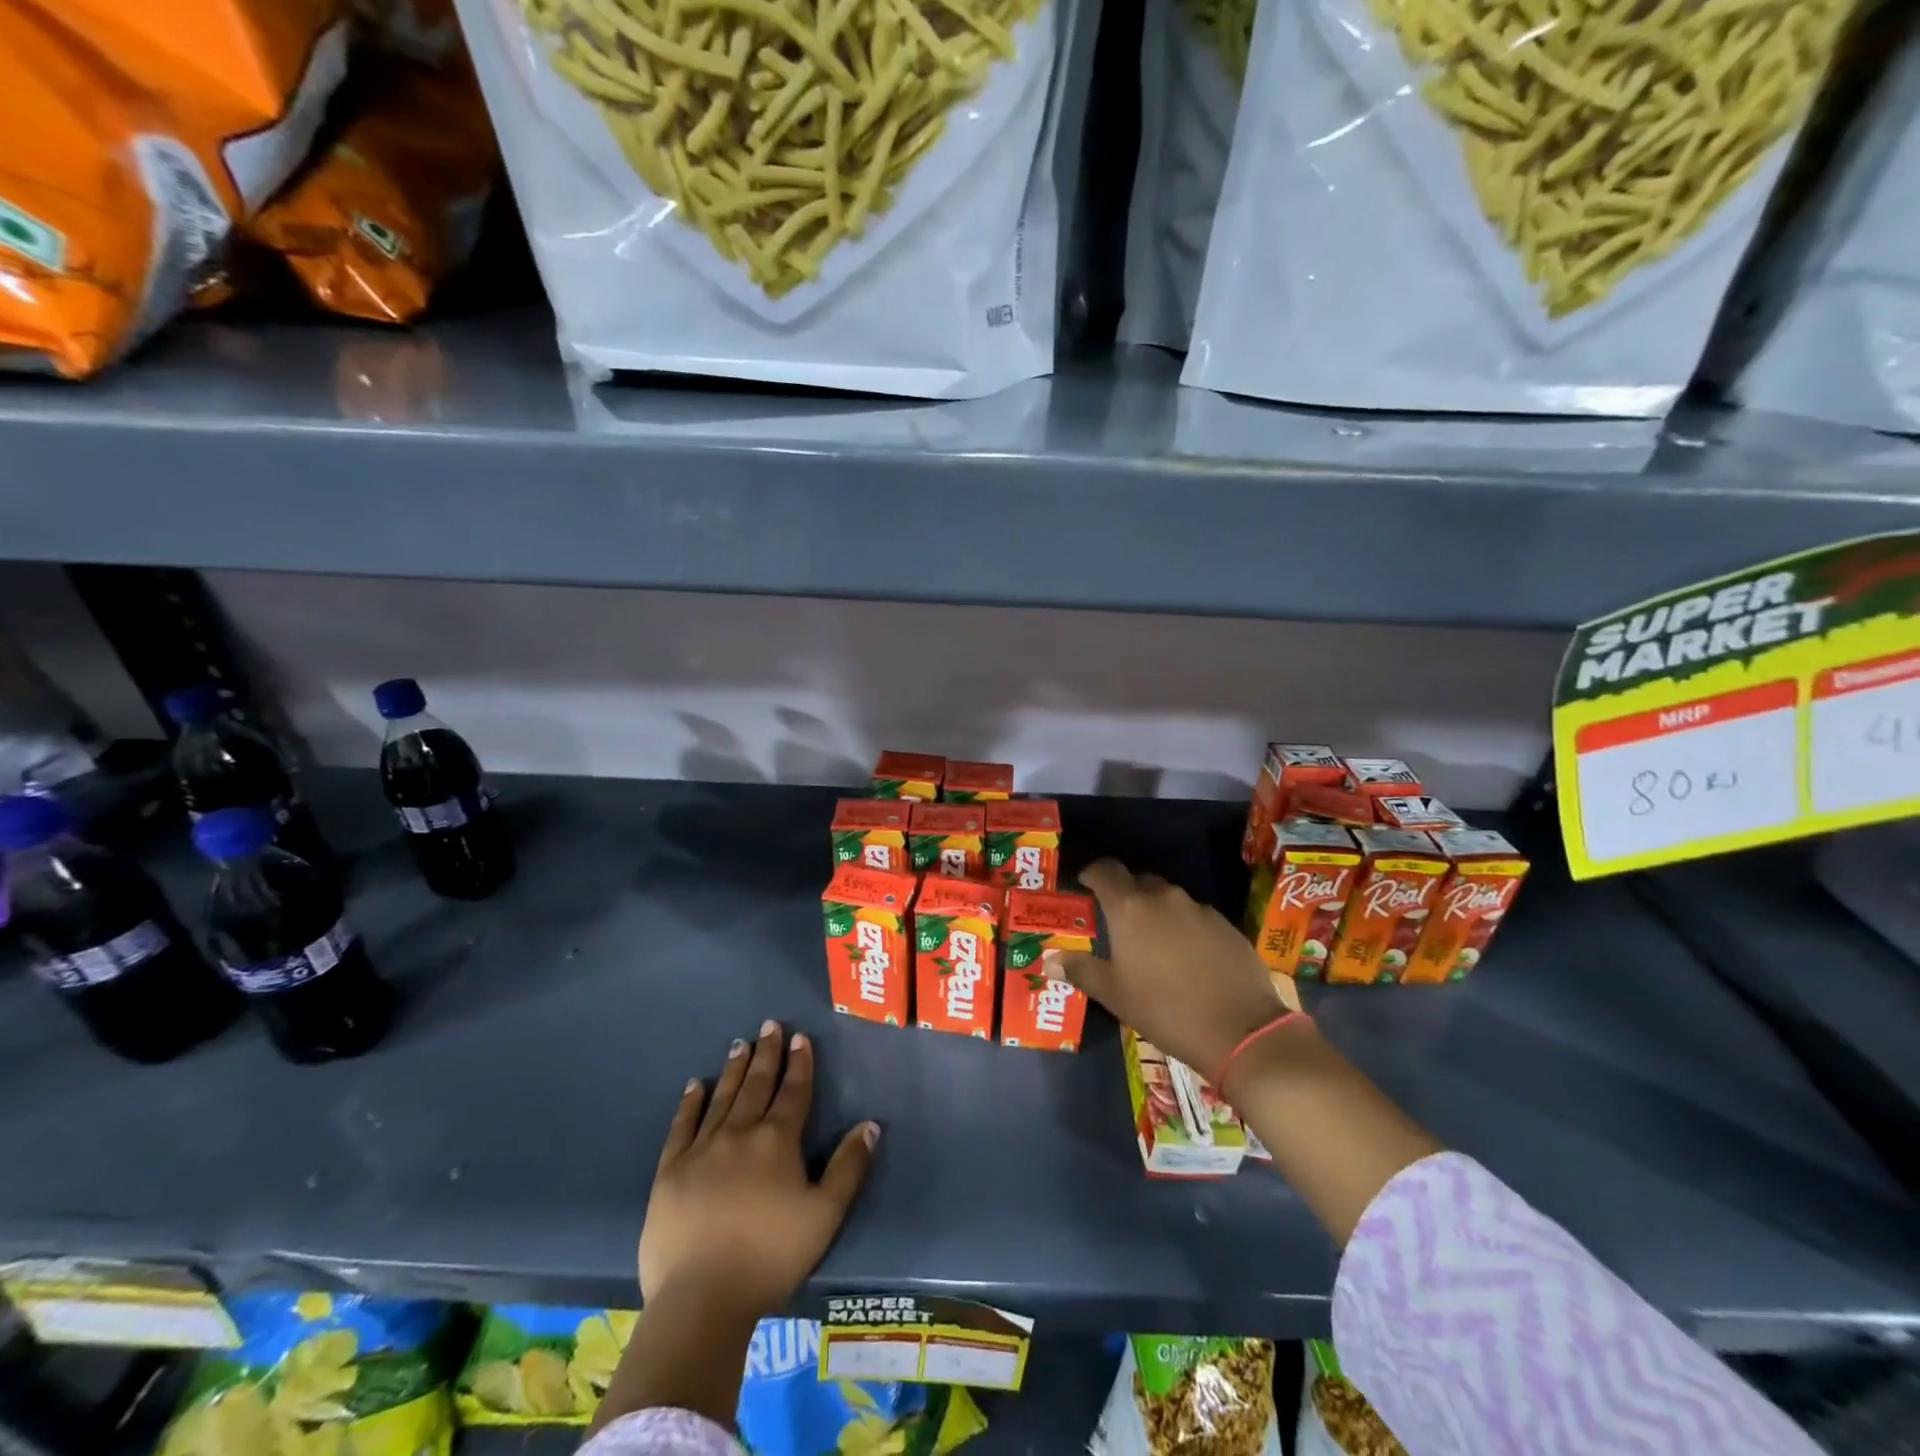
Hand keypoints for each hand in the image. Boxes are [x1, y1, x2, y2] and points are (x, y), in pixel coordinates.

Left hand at [640, 1020, 878, 1316]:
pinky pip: (682, 1126)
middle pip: (757, 1084)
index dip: (799, 1063)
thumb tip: (870, 1124)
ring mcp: (702, 1149)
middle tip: (770, 1025)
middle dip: (767, 1053)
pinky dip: (690, 1103)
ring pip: (722, 1097)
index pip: (793, 1091)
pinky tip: (695, 1085)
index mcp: (778, 1141)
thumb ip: (849, 1167)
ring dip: (734, 1069)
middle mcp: (740, 1133)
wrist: (701, 1299)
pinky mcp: (670, 1171)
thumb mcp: (824, 1215)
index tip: (800, 1037)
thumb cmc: (770, 1257)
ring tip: (740, 1043)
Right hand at [1045, 859, 1299, 1079]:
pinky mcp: (1226, 925)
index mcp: (1130, 908)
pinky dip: (1185, 928)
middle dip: (1125, 896)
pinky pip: (1195, 916)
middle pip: (1138, 882)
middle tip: (1117, 923)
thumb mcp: (1115, 995)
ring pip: (1169, 899)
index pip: (1105, 870)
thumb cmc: (1165, 1009)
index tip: (1084, 886)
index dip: (1091, 873)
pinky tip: (1187, 958)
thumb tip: (1049, 959)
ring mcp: (1199, 909)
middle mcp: (1164, 897)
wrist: (1241, 1029)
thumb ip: (1081, 970)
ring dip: (1156, 913)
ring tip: (1153, 944)